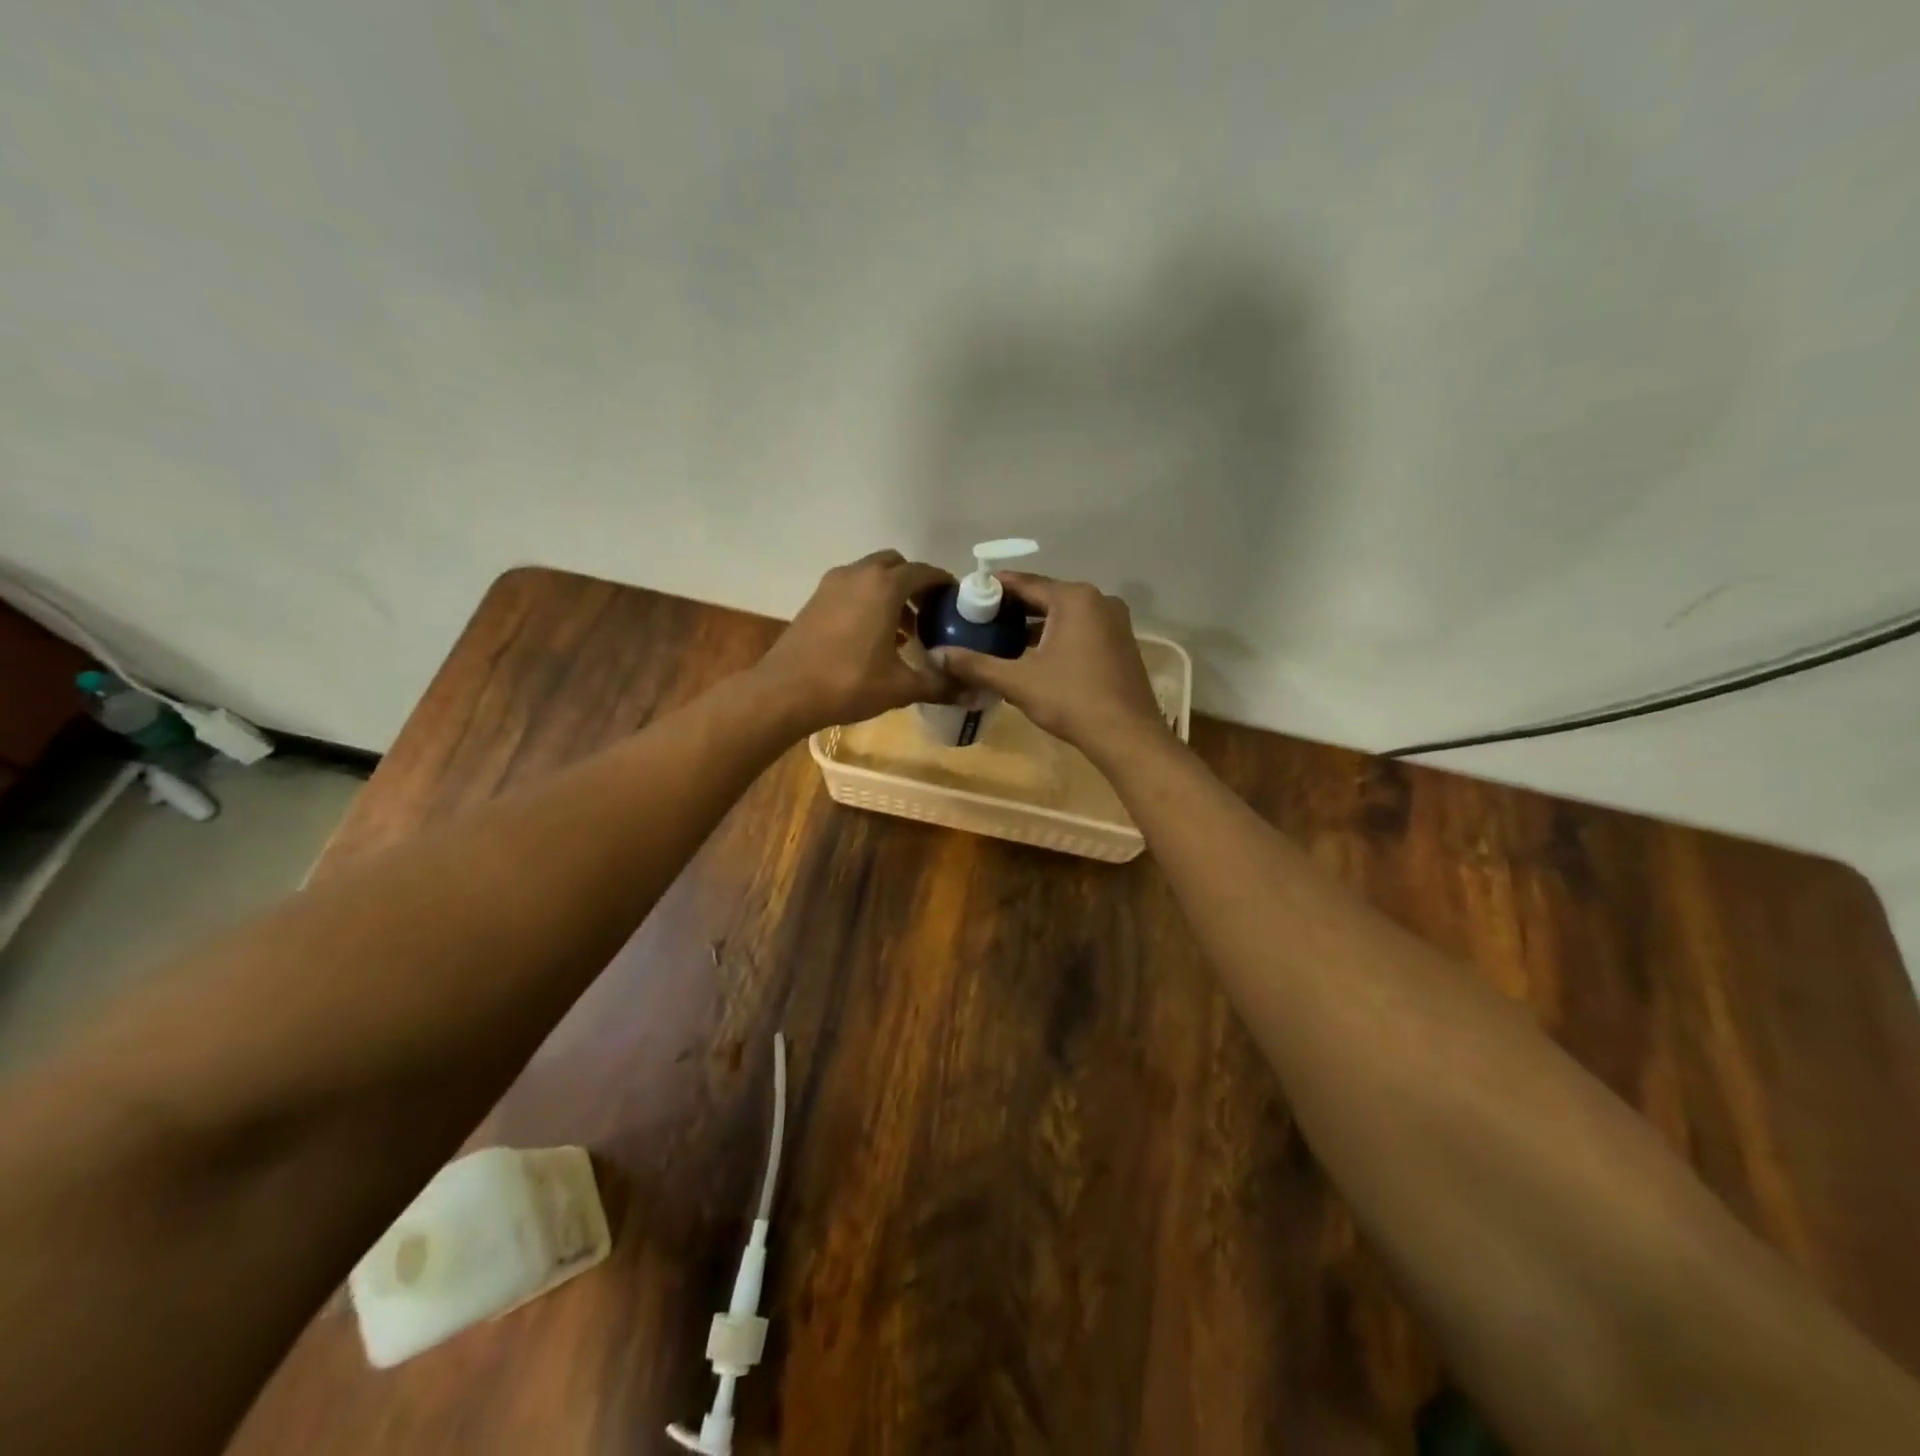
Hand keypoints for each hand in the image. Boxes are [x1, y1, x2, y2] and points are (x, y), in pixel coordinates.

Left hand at [754, 550, 953, 733]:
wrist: (785, 691)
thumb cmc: (849, 683)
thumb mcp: (901, 687)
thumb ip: (940, 685)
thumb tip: (976, 695)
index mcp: (884, 586)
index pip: (924, 572)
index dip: (943, 584)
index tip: (957, 601)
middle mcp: (858, 575)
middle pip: (895, 566)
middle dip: (915, 585)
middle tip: (929, 614)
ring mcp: (832, 585)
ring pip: (870, 576)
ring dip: (890, 594)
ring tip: (904, 630)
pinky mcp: (815, 599)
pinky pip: (851, 588)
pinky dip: (867, 601)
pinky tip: (874, 637)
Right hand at [935, 572, 1170, 760]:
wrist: (1127, 736)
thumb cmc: (1072, 700)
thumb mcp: (1018, 682)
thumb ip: (976, 664)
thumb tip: (937, 656)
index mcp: (1074, 598)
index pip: (1025, 583)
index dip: (993, 589)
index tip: (966, 596)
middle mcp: (1098, 600)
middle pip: (1045, 597)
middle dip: (1012, 608)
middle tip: (978, 620)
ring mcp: (1114, 622)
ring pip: (1063, 615)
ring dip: (1033, 625)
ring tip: (999, 639)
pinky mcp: (1120, 643)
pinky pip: (1080, 629)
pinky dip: (1055, 636)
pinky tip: (1032, 656)